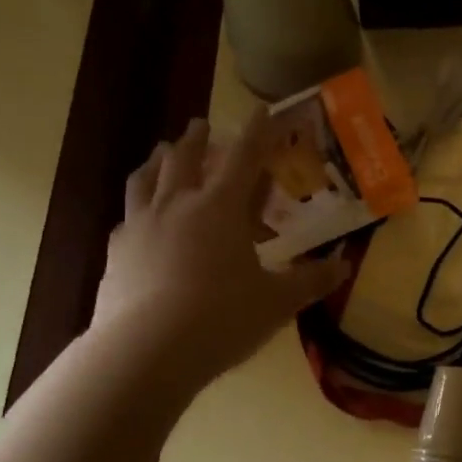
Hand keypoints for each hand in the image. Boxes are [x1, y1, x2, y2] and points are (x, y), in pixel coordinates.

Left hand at [92, 113, 345, 387]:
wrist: (145, 353)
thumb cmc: (221, 318)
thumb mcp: (276, 302)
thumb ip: (311, 281)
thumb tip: (344, 266)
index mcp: (220, 207)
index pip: (245, 157)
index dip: (257, 131)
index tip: (261, 109)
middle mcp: (177, 205)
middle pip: (186, 157)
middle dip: (198, 137)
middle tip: (201, 124)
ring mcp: (141, 226)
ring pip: (145, 178)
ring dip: (158, 160)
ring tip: (161, 152)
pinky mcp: (117, 253)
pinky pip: (126, 218)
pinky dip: (137, 208)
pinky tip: (136, 220)